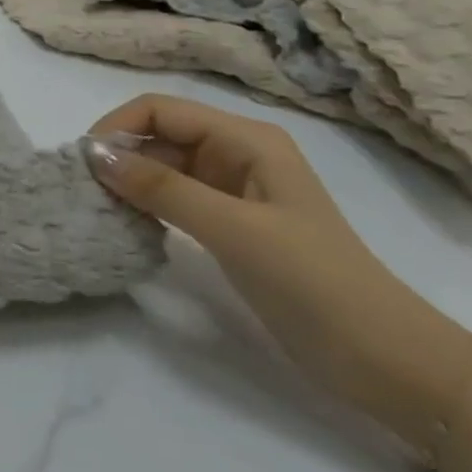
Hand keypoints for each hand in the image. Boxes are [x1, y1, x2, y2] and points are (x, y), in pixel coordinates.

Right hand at [85, 94, 471, 448]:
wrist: (387, 361)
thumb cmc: (315, 283)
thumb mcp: (234, 230)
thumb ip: (162, 189)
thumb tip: (94, 154)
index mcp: (247, 140)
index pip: (162, 109)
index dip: (118, 126)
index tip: (83, 162)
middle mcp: (237, 154)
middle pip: (160, 134)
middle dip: (119, 153)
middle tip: (84, 188)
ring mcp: (234, 190)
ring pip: (163, 165)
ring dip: (129, 179)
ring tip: (99, 205)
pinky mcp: (230, 223)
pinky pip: (173, 196)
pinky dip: (145, 202)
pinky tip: (127, 221)